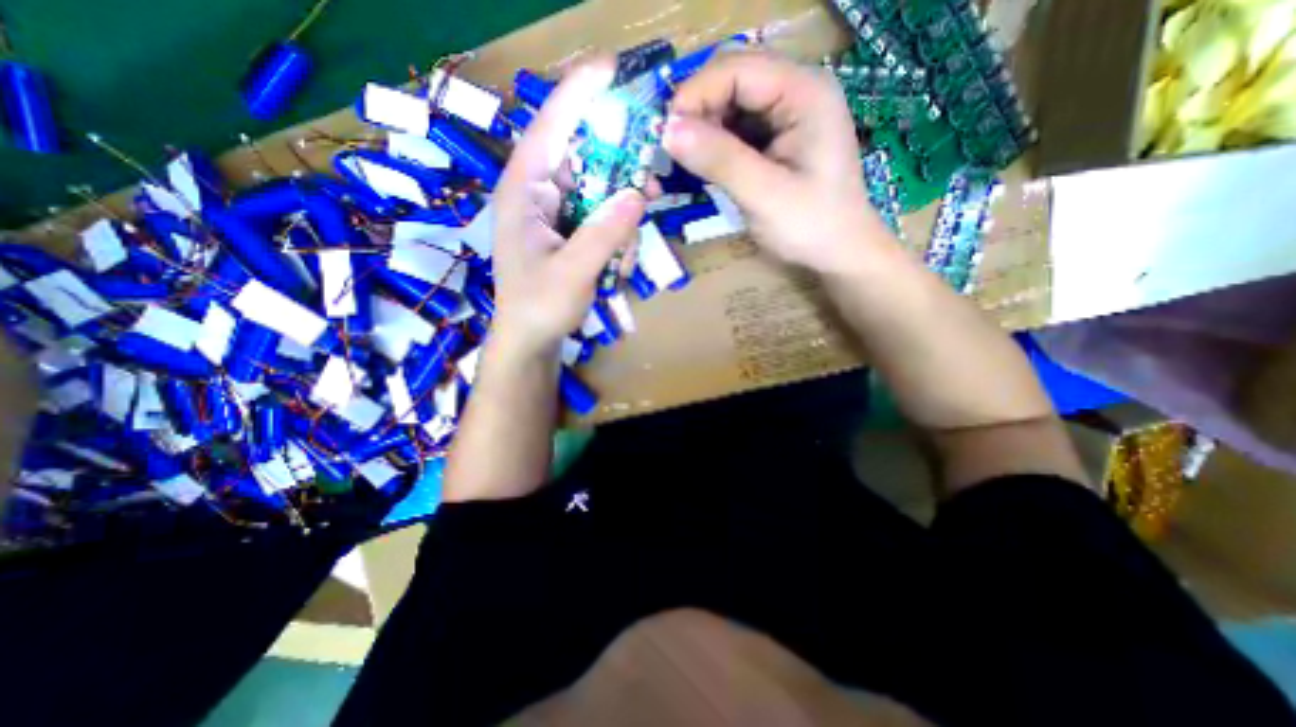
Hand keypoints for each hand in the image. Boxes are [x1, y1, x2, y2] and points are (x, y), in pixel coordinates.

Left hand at [490, 58, 645, 357]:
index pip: (549, 129)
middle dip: (618, 168)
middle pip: (582, 157)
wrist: (530, 340)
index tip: (611, 71)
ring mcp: (553, 213)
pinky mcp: (567, 230)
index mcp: (523, 192)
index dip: (578, 96)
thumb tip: (639, 193)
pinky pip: (599, 216)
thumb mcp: (573, 272)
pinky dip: (616, 233)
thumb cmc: (539, 307)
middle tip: (650, 181)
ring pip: (597, 189)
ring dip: (621, 212)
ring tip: (627, 248)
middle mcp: (537, 193)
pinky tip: (618, 262)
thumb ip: (604, 233)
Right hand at [662, 48, 896, 275]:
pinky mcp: (778, 137)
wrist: (839, 253)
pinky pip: (738, 127)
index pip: (737, 69)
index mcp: (805, 93)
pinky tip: (706, 164)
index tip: (664, 136)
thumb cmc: (811, 226)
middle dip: (697, 111)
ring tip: (684, 160)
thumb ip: (719, 160)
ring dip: (703, 128)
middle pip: (733, 79)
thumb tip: (667, 131)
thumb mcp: (764, 195)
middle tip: (671, 150)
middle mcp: (797, 91)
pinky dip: (716, 143)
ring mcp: (788, 114)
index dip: (695, 95)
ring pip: (732, 103)